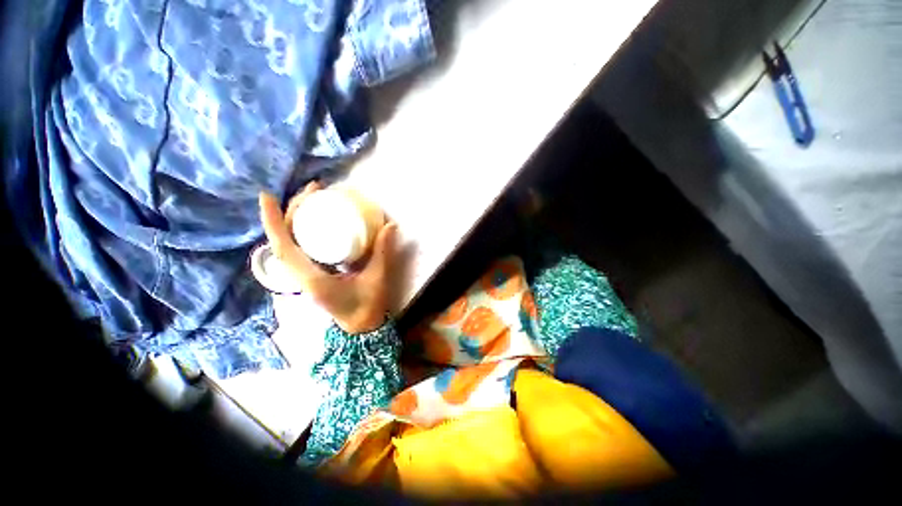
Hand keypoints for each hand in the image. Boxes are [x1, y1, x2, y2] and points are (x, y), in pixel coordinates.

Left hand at [259, 181, 397, 333]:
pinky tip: (315, 219)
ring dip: (295, 219)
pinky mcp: (311, 273)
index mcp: (312, 279)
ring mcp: (304, 275)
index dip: (273, 222)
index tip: (267, 196)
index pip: (284, 248)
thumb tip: (390, 225)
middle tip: (314, 189)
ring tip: (313, 198)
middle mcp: (301, 276)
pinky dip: (301, 230)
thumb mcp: (377, 278)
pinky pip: (299, 248)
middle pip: (285, 240)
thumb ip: (382, 252)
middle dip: (292, 211)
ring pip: (289, 243)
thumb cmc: (367, 305)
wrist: (360, 325)